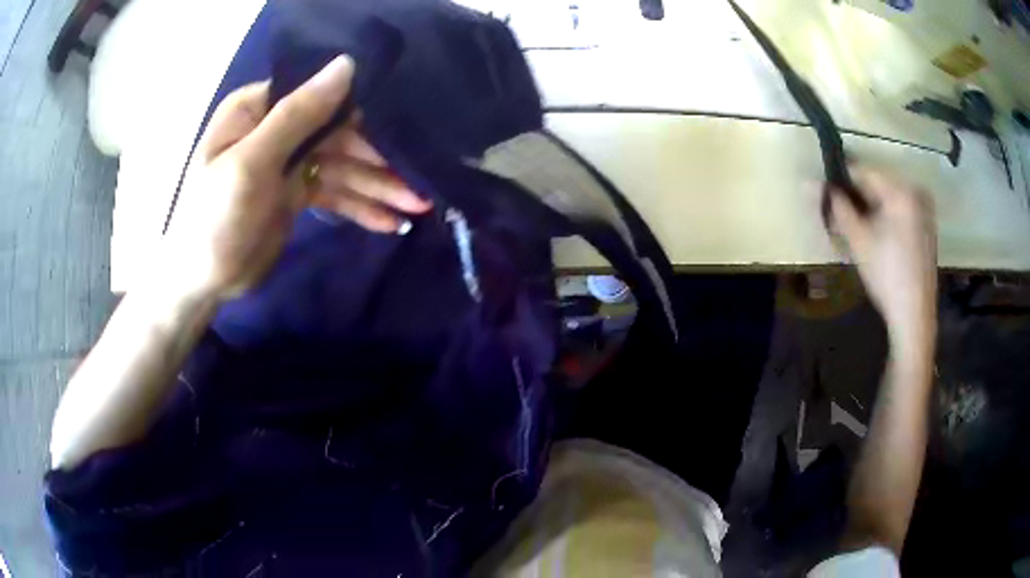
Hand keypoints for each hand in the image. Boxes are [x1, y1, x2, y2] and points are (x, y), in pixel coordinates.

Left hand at [163, 55, 430, 298]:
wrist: (200, 284)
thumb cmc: (213, 220)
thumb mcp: (251, 164)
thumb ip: (298, 115)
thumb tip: (347, 65)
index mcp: (258, 110)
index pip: (318, 96)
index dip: (361, 109)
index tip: (403, 126)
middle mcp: (275, 129)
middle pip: (337, 134)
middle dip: (377, 160)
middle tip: (418, 183)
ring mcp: (287, 163)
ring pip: (341, 166)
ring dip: (377, 187)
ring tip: (417, 207)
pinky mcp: (295, 194)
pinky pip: (335, 193)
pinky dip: (361, 206)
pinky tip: (391, 222)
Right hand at [829, 165, 936, 346]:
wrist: (915, 315)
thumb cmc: (886, 275)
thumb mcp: (858, 240)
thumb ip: (836, 207)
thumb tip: (811, 183)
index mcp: (900, 189)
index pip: (862, 171)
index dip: (841, 183)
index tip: (827, 198)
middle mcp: (915, 190)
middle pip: (877, 184)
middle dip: (858, 200)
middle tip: (844, 223)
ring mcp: (924, 207)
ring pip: (888, 198)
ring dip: (872, 209)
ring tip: (861, 234)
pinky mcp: (928, 223)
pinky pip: (901, 209)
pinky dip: (887, 218)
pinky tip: (881, 241)